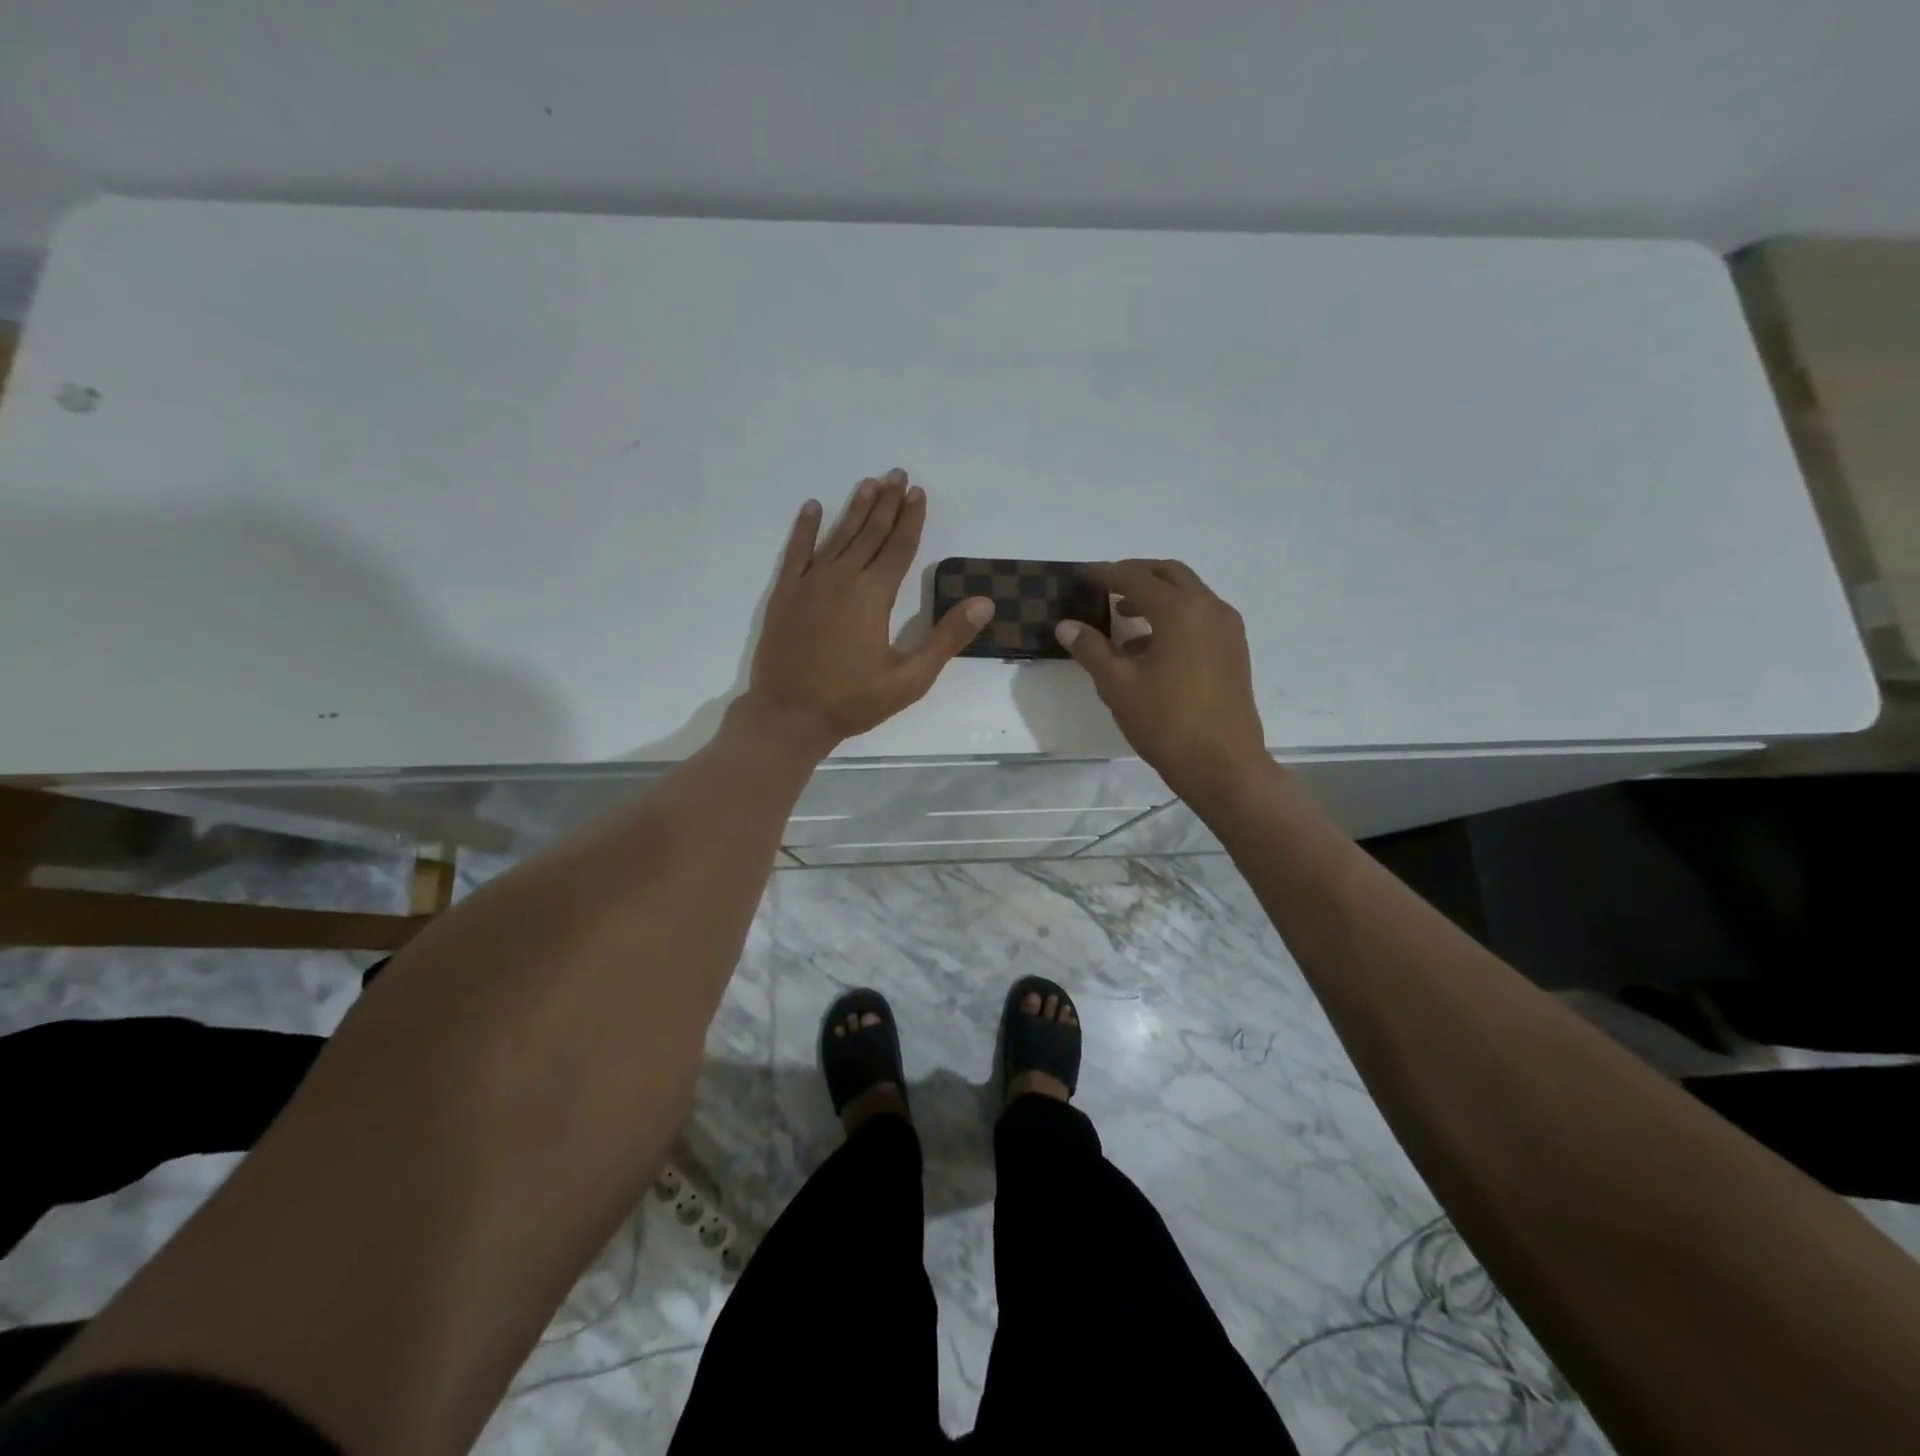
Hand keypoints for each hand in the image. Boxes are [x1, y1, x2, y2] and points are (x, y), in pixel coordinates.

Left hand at [736, 468, 992, 757]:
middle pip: (870, 533)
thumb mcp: (910, 679)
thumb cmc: (853, 701)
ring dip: (855, 508)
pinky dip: (804, 528)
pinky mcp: (785, 594)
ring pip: (838, 536)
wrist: (789, 715)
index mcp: (874, 595)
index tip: (918, 493)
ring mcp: (810, 584)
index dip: (911, 519)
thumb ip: (946, 638)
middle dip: (886, 503)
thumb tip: (984, 603)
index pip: (898, 547)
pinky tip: (813, 507)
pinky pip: (797, 552)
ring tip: (868, 482)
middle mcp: (842, 578)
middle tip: (897, 474)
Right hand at [1056, 559, 1271, 801]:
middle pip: (1169, 574)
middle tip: (1105, 587)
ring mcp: (1227, 629)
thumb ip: (1091, 649)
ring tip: (1122, 618)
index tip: (1081, 575)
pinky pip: (1200, 617)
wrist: (1223, 766)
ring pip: (1188, 595)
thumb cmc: (1166, 723)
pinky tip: (1147, 649)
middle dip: (1135, 575)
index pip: (1136, 577)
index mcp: (1181, 610)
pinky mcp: (1234, 650)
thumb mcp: (1118, 685)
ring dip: (1155, 597)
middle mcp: (1210, 608)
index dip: (1105, 574)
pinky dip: (1173, 618)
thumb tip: (1066, 625)